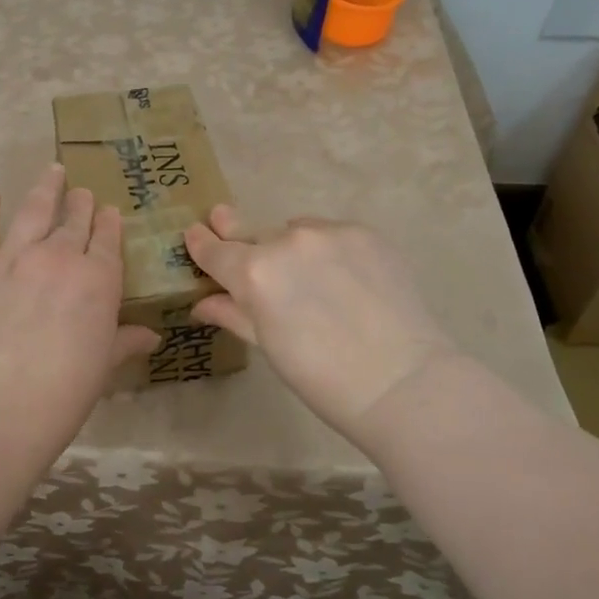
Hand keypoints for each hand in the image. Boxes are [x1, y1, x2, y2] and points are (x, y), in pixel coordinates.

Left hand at [0, 165, 158, 428]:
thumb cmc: (61, 396)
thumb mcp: (102, 369)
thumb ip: (124, 342)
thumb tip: (151, 335)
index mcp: (98, 280)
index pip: (107, 240)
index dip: (108, 223)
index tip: (108, 211)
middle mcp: (58, 257)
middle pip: (73, 221)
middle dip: (80, 203)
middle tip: (81, 192)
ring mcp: (11, 257)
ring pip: (32, 211)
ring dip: (44, 189)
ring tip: (51, 171)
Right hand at [184, 207, 460, 438]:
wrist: (402, 381)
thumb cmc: (322, 378)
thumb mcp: (269, 347)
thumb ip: (234, 314)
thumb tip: (203, 303)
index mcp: (254, 273)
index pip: (215, 250)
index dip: (202, 243)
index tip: (196, 233)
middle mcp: (286, 240)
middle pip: (253, 234)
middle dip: (238, 234)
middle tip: (222, 218)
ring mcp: (327, 232)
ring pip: (295, 230)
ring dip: (291, 247)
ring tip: (310, 277)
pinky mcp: (363, 232)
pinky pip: (331, 233)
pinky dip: (327, 249)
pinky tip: (343, 276)